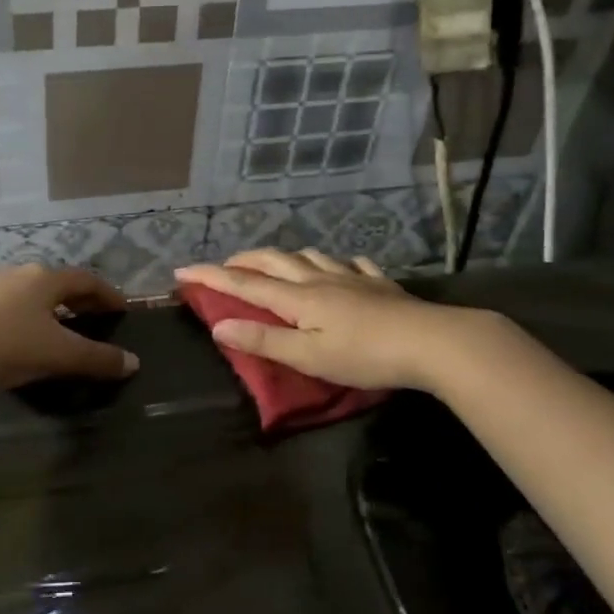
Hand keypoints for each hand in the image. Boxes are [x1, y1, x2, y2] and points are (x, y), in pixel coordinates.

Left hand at [0, 264, 138, 392]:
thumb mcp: (57, 355)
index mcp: (45, 279)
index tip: (122, 310)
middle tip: (97, 321)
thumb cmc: (3, 346)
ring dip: (53, 310)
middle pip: (59, 284)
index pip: (87, 280)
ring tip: (63, 331)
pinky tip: (24, 340)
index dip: (108, 294)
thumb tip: (133, 362)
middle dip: (81, 301)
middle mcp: (19, 275)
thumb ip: (97, 359)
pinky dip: (29, 319)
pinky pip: (11, 307)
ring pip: (33, 295)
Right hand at [174, 250, 450, 391]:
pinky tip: (342, 267)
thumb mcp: (308, 357)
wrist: (432, 342)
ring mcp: (352, 278)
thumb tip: (218, 327)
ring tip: (276, 263)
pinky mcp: (380, 284)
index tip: (181, 271)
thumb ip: (263, 342)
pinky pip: (352, 264)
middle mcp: (320, 279)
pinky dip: (336, 263)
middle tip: (224, 266)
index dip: (211, 277)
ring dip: (285, 257)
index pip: (244, 284)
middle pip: (274, 261)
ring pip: (310, 256)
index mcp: (298, 298)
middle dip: (244, 261)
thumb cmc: (365, 355)